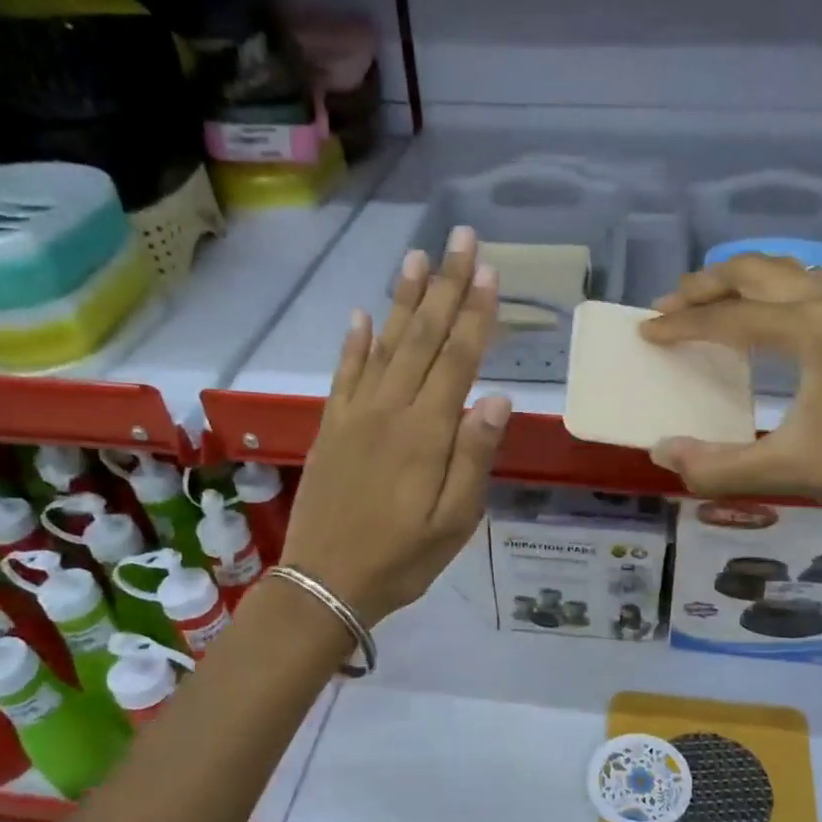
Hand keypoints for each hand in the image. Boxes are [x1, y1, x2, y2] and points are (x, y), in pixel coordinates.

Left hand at [281, 226, 510, 623]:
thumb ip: (474, 457)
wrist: (324, 583)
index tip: (487, 270)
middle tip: (460, 238)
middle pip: (422, 338)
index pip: (457, 359)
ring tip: (416, 257)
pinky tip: (361, 315)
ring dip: (402, 300)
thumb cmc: (402, 559)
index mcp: (426, 433)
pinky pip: (343, 375)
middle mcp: (390, 410)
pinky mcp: (332, 428)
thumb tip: (497, 398)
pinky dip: (353, 343)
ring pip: (384, 345)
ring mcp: (355, 415)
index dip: (474, 313)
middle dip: (444, 286)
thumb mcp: (455, 521)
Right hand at [638, 253, 821, 550]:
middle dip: (703, 285)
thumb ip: (715, 466)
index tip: (645, 333)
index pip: (727, 318)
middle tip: (666, 307)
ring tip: (704, 303)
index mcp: (807, 328)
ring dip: (737, 281)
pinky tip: (762, 315)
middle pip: (752, 272)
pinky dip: (769, 289)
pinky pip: (804, 284)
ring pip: (781, 271)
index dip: (681, 326)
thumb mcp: (784, 470)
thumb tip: (662, 452)